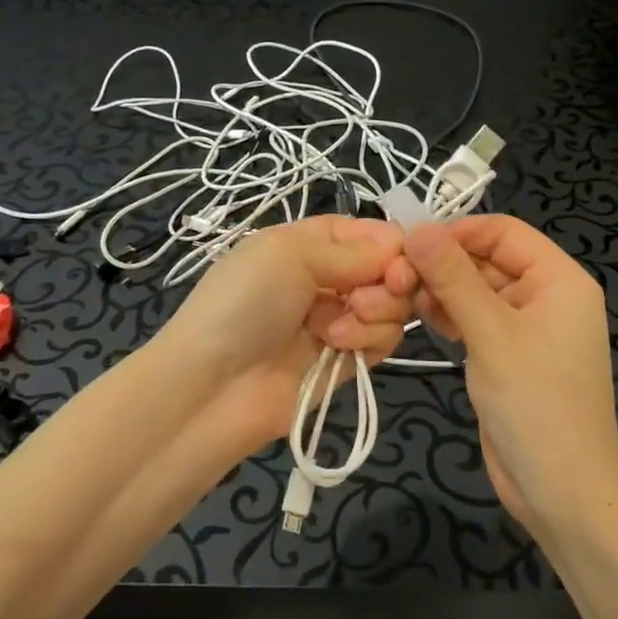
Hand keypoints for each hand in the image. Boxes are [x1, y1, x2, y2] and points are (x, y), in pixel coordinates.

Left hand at [157, 216, 412, 449]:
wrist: (215, 386)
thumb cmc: (246, 302)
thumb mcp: (290, 254)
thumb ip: (350, 249)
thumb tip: (398, 243)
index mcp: (307, 243)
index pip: (366, 232)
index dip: (390, 243)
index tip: (402, 259)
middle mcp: (326, 277)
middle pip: (386, 269)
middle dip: (389, 280)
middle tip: (366, 296)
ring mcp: (337, 319)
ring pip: (390, 306)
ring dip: (375, 312)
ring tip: (336, 328)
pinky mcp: (346, 360)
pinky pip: (382, 340)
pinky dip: (369, 339)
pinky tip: (338, 346)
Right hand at [402, 216, 617, 531]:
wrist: (562, 495)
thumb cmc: (536, 405)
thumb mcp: (492, 335)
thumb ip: (453, 278)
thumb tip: (418, 228)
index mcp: (559, 279)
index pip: (503, 231)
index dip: (457, 232)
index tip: (410, 245)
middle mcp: (545, 295)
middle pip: (486, 260)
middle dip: (442, 266)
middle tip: (394, 278)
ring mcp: (526, 327)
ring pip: (475, 289)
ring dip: (439, 291)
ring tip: (400, 300)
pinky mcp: (507, 354)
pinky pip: (474, 318)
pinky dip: (448, 315)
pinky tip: (418, 319)